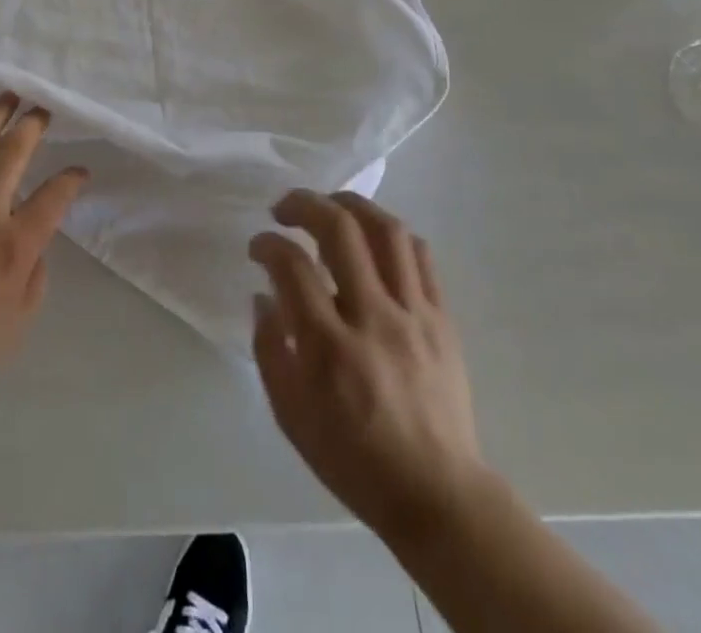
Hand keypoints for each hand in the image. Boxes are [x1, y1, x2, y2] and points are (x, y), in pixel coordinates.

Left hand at [0, 92, 86, 402]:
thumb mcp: (20, 318)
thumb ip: (35, 270)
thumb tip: (33, 237)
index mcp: (14, 243)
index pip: (55, 195)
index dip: (72, 178)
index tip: (79, 171)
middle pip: (14, 152)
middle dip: (34, 124)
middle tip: (43, 108)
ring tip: (7, 96)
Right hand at [250, 190, 487, 544]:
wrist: (438, 496)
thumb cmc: (354, 459)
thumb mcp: (290, 416)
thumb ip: (269, 348)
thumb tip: (263, 295)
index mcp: (329, 348)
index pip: (292, 266)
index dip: (268, 244)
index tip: (258, 246)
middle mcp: (373, 318)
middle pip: (340, 230)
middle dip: (305, 204)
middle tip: (285, 208)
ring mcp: (414, 315)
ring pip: (386, 231)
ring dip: (352, 205)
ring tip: (329, 206)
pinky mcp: (442, 319)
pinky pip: (420, 256)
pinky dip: (390, 234)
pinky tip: (372, 238)